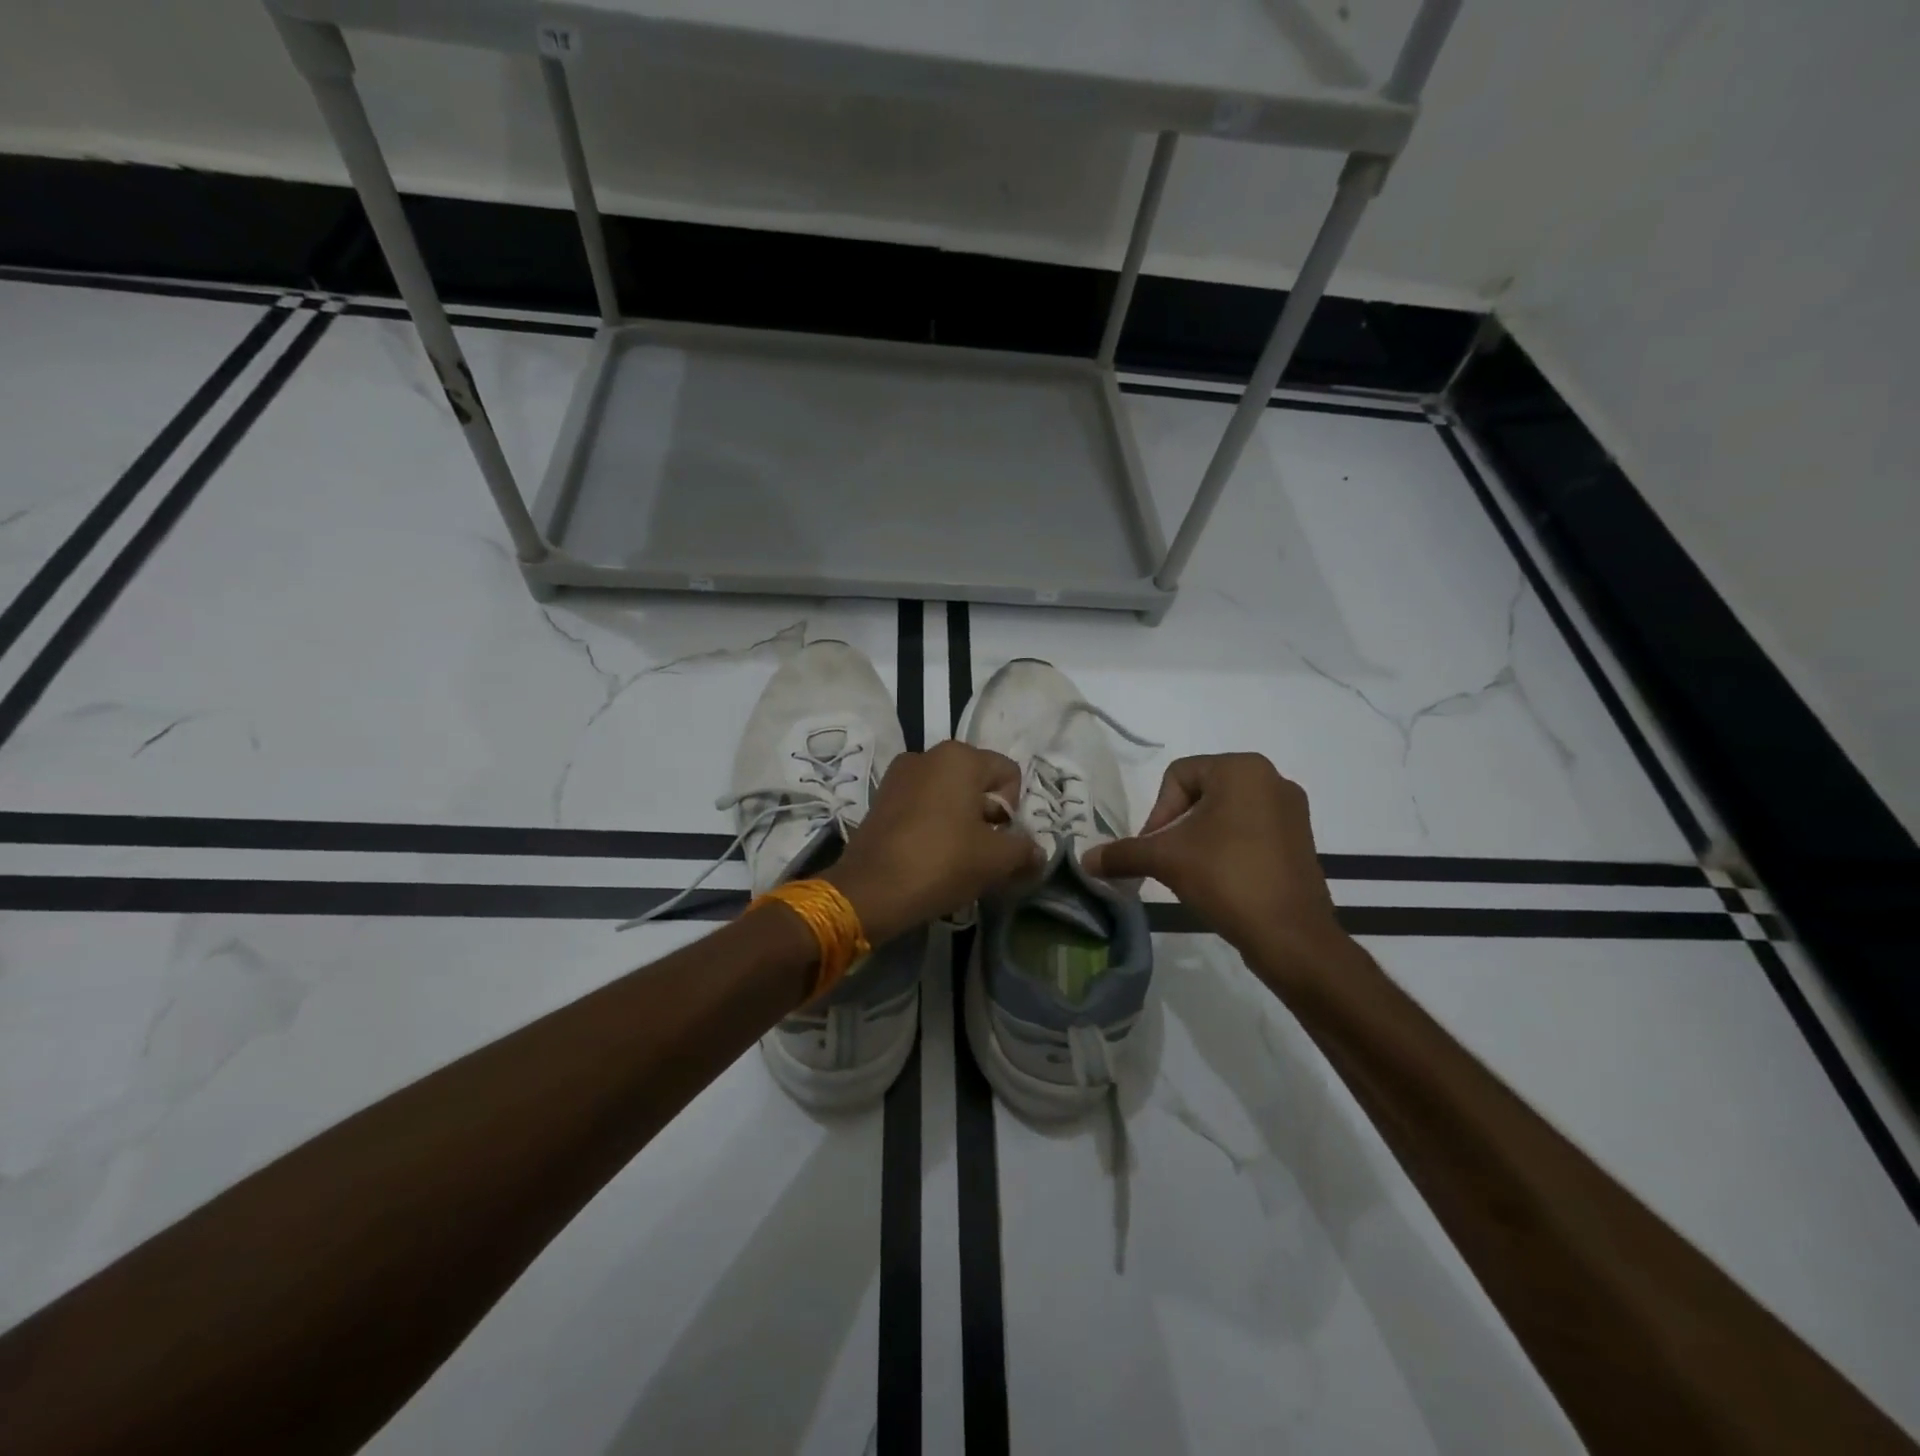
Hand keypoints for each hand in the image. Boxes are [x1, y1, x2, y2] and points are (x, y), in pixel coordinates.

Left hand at [827, 741, 1041, 944]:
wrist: (870, 890)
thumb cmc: (942, 862)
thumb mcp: (996, 860)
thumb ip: (1024, 850)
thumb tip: (1038, 852)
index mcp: (959, 757)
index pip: (1008, 774)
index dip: (1013, 810)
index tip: (1000, 840)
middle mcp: (928, 755)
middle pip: (977, 782)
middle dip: (986, 815)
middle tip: (982, 852)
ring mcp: (899, 775)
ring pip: (948, 794)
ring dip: (960, 820)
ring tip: (956, 856)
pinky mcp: (880, 798)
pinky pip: (921, 804)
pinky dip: (933, 824)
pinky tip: (930, 854)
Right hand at [1082, 754, 1347, 983]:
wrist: (1291, 936)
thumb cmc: (1227, 878)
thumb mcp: (1165, 860)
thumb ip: (1123, 853)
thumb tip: (1084, 859)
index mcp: (1241, 768)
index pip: (1178, 776)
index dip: (1158, 812)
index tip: (1157, 849)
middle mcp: (1272, 778)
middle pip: (1201, 792)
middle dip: (1178, 826)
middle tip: (1171, 861)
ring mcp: (1292, 810)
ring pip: (1226, 813)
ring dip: (1201, 838)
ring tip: (1195, 872)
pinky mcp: (1301, 840)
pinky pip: (1251, 831)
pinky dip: (1229, 849)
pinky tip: (1223, 880)